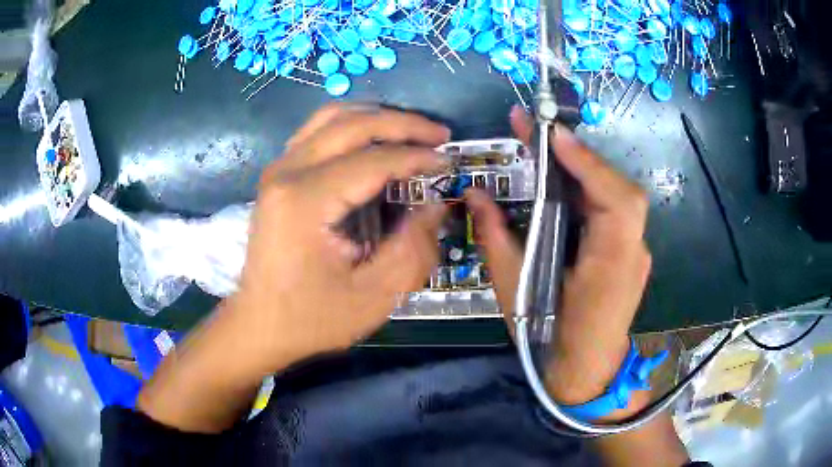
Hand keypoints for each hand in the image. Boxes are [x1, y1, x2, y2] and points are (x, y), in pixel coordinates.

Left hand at [232, 104, 450, 373]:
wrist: (260, 324)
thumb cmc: (313, 317)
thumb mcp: (374, 297)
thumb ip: (412, 249)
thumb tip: (435, 205)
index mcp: (306, 202)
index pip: (373, 160)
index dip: (416, 157)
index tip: (449, 163)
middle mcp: (287, 172)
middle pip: (352, 124)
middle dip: (403, 123)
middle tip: (440, 135)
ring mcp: (278, 169)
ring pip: (332, 117)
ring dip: (377, 117)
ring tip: (413, 131)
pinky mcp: (278, 175)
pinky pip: (318, 131)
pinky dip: (352, 126)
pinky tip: (375, 139)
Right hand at [465, 106, 650, 412]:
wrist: (585, 374)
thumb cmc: (548, 339)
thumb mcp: (515, 290)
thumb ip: (496, 238)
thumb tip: (475, 194)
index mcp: (612, 266)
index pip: (618, 202)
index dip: (590, 164)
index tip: (554, 135)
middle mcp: (633, 252)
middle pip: (620, 191)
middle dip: (580, 156)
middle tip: (536, 130)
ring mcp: (636, 252)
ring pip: (617, 196)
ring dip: (583, 168)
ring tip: (544, 147)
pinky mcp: (629, 253)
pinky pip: (612, 211)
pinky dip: (589, 188)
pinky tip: (563, 181)